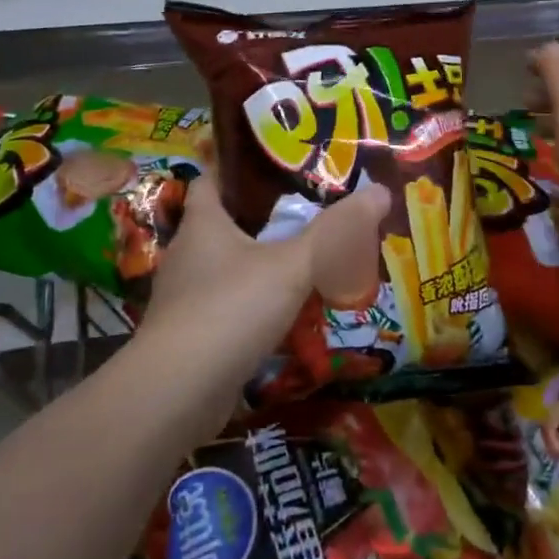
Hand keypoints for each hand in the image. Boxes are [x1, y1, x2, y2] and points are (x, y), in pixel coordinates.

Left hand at [143, 177, 390, 373]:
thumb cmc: (230, 309)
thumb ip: (336, 232)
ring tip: (307, 261)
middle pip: (225, 223)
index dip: (239, 168)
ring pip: (229, 268)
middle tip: (311, 213)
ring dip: (262, 264)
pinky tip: (289, 314)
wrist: (177, 393)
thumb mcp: (292, 265)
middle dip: (264, 218)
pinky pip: (229, 306)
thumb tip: (381, 192)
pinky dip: (256, 304)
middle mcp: (188, 254)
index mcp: (203, 224)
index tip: (279, 166)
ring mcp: (186, 297)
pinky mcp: (192, 335)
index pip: (211, 179)